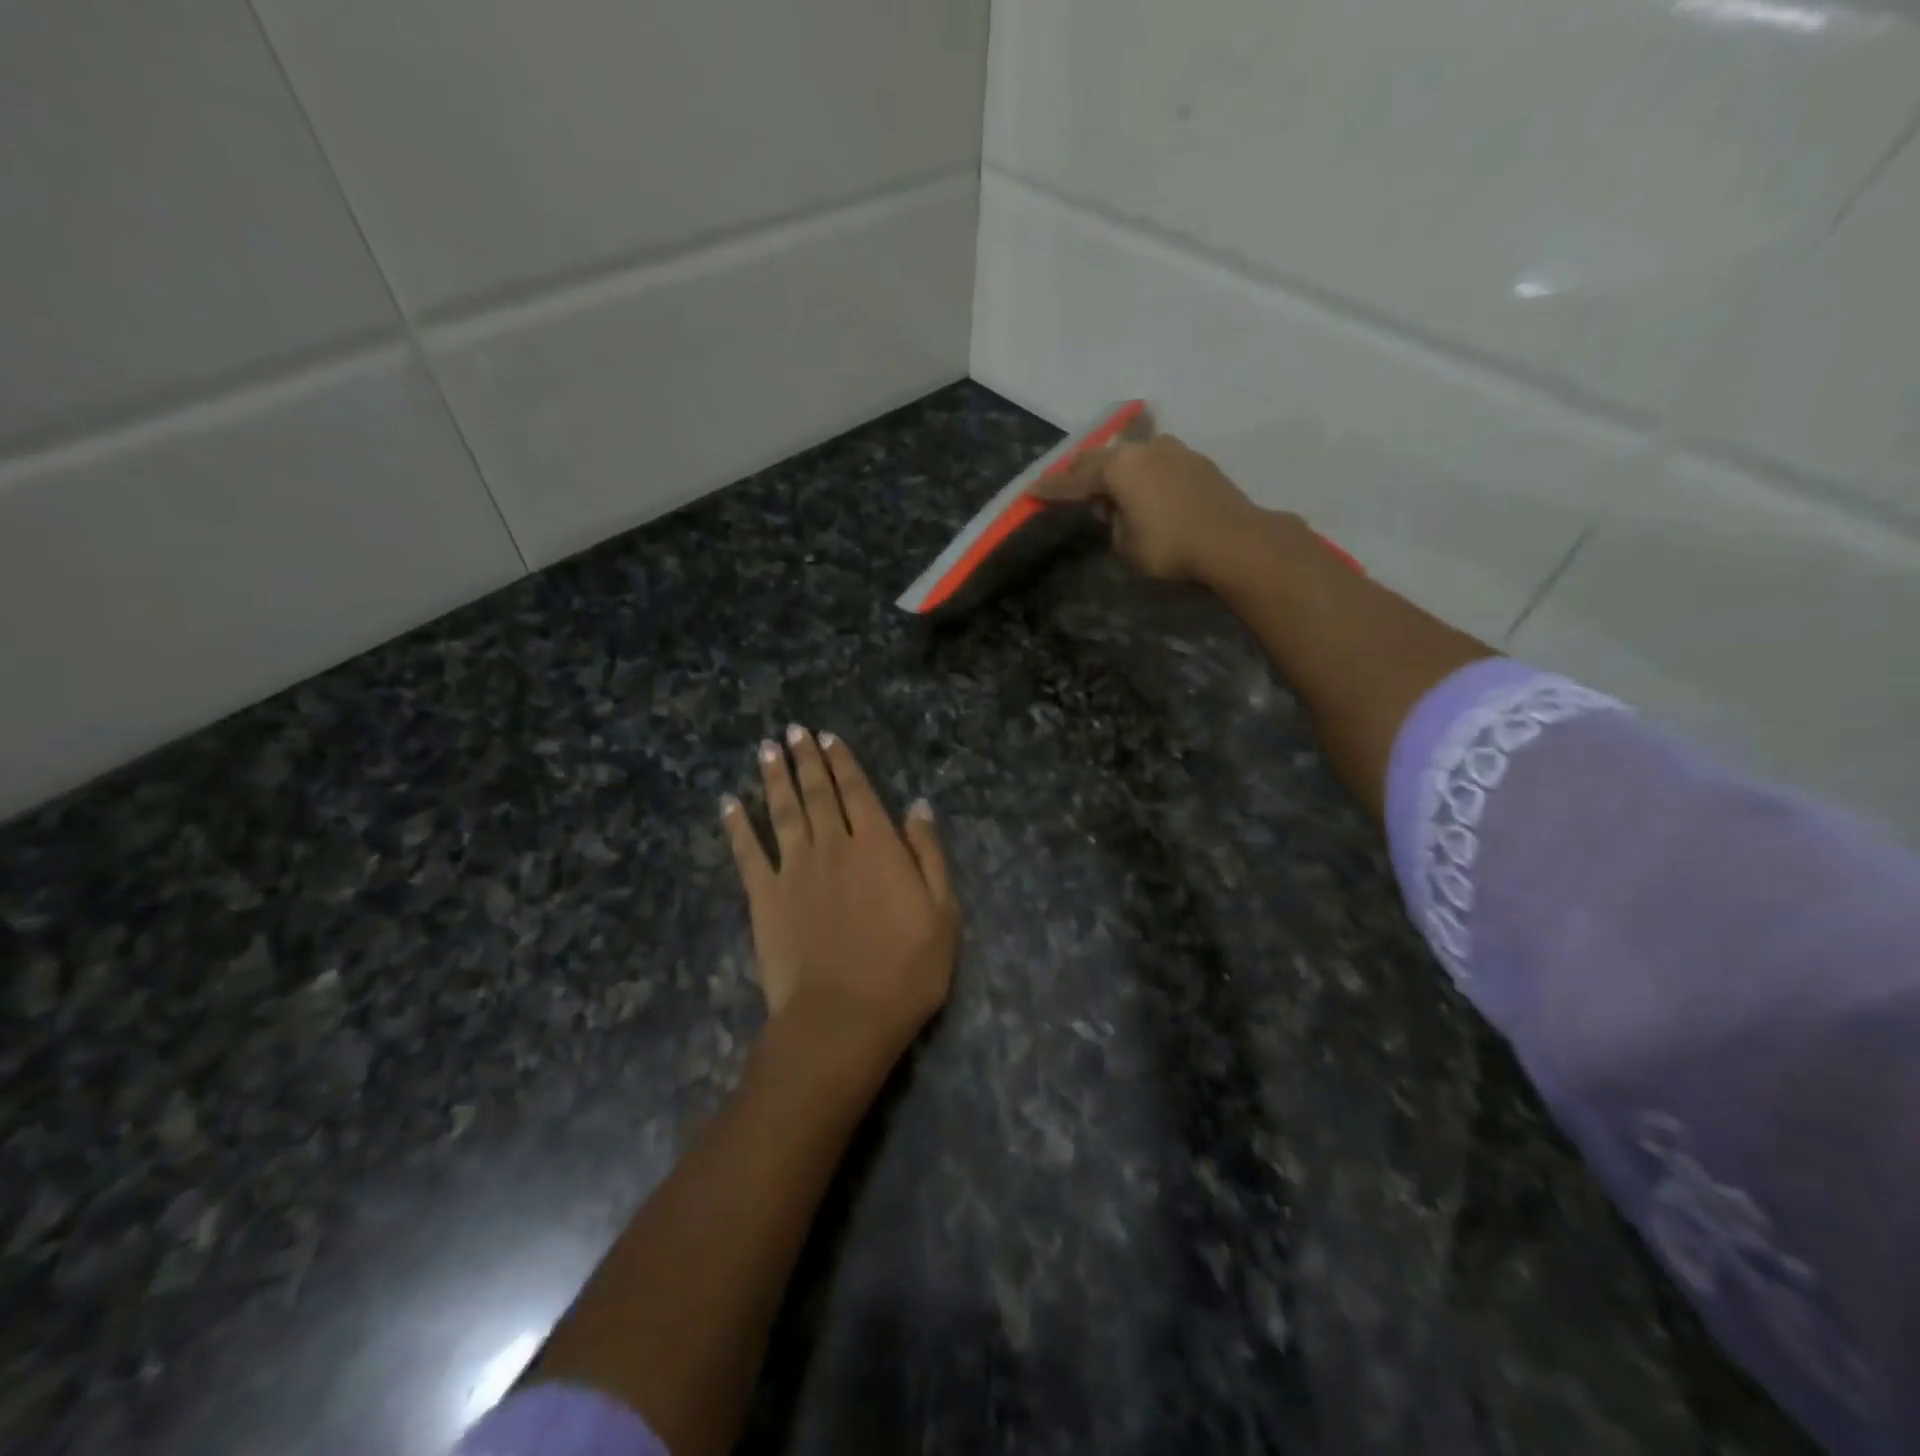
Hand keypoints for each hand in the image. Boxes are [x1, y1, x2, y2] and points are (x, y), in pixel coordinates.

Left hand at [722, 726, 958, 1071]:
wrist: (843, 1018)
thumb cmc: (906, 971)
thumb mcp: (942, 912)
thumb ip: (928, 854)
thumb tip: (917, 805)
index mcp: (877, 846)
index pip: (858, 791)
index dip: (843, 762)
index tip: (829, 737)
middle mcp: (833, 845)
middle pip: (818, 792)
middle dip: (806, 759)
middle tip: (794, 731)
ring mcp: (794, 869)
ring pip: (783, 811)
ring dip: (774, 778)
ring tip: (767, 749)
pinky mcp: (764, 897)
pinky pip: (747, 852)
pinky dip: (737, 825)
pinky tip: (728, 803)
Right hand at [1037, 432, 1298, 584]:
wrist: (1234, 540)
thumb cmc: (1170, 547)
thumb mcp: (1126, 545)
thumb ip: (1113, 523)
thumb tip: (1117, 508)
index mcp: (1118, 468)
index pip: (1074, 480)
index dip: (1051, 489)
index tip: (1031, 491)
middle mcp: (1143, 449)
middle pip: (1101, 457)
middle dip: (1082, 472)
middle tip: (1068, 485)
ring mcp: (1174, 450)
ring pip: (1132, 454)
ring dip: (1116, 469)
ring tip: (1111, 488)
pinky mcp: (1197, 461)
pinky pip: (1156, 462)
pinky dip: (1143, 473)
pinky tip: (1145, 489)